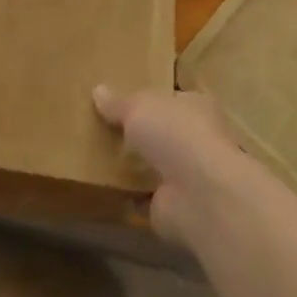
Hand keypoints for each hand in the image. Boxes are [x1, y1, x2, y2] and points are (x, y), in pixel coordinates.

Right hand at [92, 85, 254, 248]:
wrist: (198, 193)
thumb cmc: (175, 133)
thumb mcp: (139, 107)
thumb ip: (119, 103)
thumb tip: (98, 90)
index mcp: (197, 107)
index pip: (174, 100)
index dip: (152, 100)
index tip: (123, 103)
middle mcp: (198, 140)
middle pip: (165, 134)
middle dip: (142, 135)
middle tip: (106, 131)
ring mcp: (188, 176)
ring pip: (157, 167)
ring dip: (136, 167)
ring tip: (99, 159)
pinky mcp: (175, 206)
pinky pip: (146, 197)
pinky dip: (130, 196)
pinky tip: (106, 190)